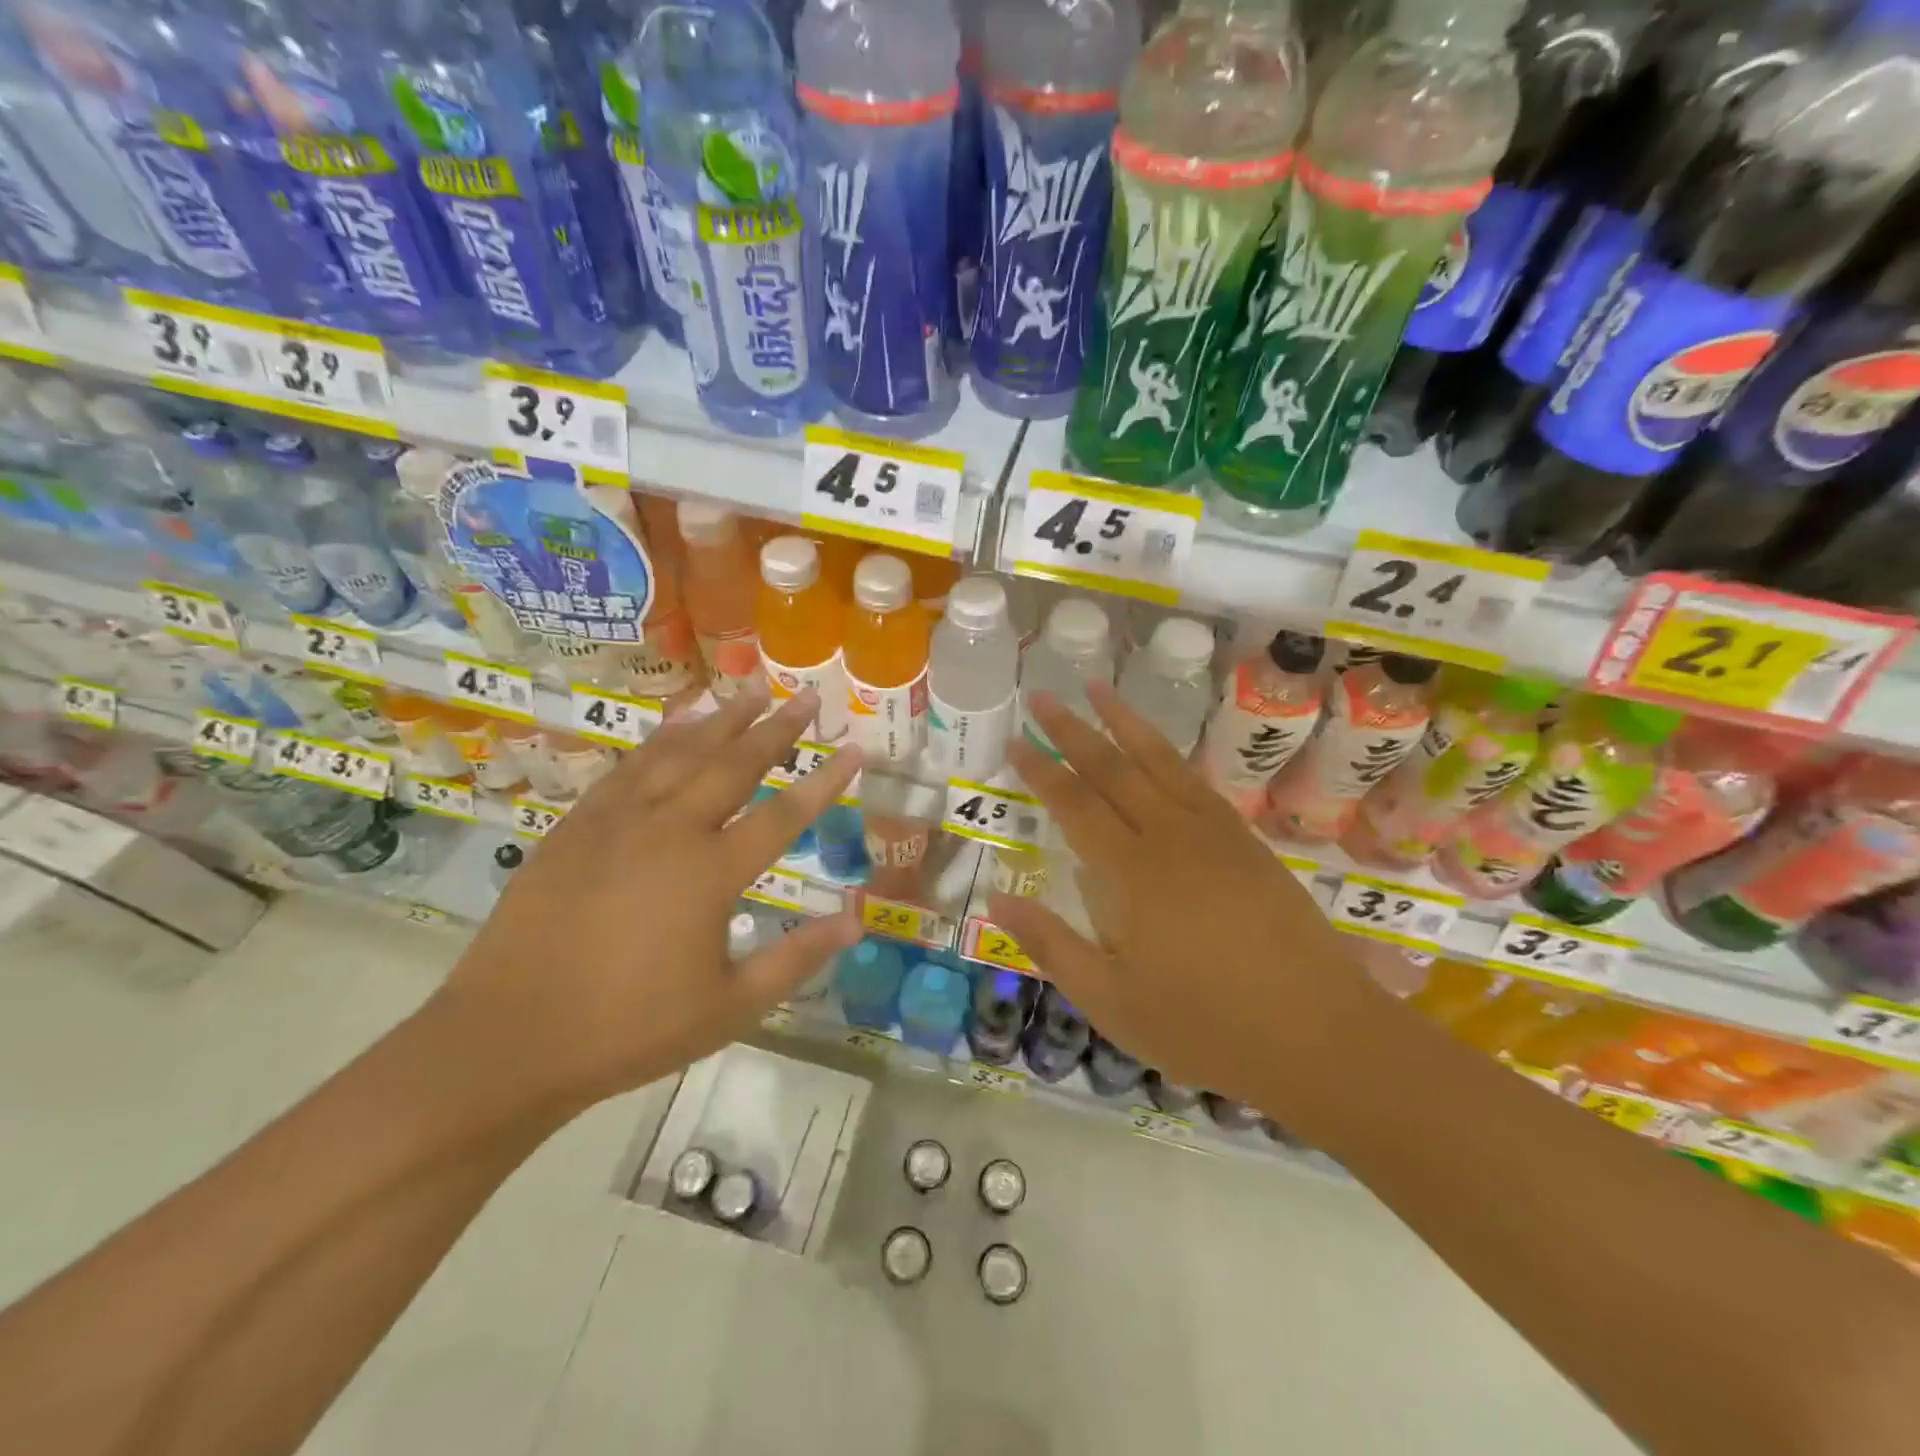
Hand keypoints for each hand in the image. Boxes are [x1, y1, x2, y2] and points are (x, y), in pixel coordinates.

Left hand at [431, 686, 863, 1113]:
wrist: (508, 1039)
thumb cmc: (630, 1028)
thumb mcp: (730, 1008)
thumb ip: (796, 959)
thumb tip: (856, 922)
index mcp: (711, 873)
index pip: (785, 815)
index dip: (826, 781)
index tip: (854, 748)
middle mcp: (669, 830)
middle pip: (733, 764)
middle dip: (775, 727)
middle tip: (804, 695)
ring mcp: (617, 822)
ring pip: (678, 753)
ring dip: (719, 720)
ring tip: (748, 691)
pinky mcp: (576, 826)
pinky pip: (628, 768)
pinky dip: (659, 740)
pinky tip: (673, 726)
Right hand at [988, 681, 1369, 1106]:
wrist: (1320, 1037)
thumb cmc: (1205, 1027)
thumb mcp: (1112, 1001)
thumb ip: (1052, 945)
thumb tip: (995, 903)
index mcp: (1135, 873)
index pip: (1076, 806)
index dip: (1041, 772)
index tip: (1015, 741)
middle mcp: (1173, 837)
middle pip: (1115, 769)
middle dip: (1074, 731)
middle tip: (1044, 697)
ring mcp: (1217, 835)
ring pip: (1162, 762)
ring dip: (1126, 722)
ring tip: (1099, 689)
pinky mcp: (1248, 843)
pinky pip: (1197, 782)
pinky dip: (1169, 755)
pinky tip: (1158, 750)